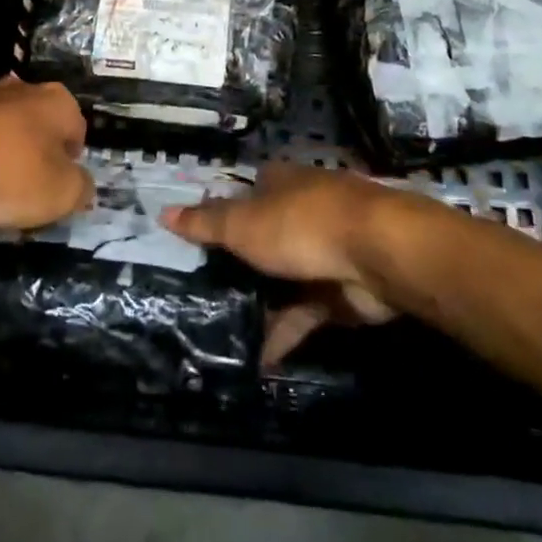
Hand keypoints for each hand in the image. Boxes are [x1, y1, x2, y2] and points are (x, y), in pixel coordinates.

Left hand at [0, 76, 92, 229]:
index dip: (72, 163)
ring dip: (4, 156)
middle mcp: (24, 89)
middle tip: (29, 191)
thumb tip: (83, 186)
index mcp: (59, 101)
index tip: (59, 189)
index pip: (78, 131)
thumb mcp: (62, 194)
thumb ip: (82, 189)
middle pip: (40, 126)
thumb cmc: (10, 174)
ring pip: (5, 131)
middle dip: (38, 154)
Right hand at [164, 163, 401, 363]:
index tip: (197, 239)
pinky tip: (260, 359)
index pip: (245, 192)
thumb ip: (205, 223)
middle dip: (240, 262)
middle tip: (204, 291)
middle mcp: (302, 210)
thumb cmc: (301, 224)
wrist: (378, 254)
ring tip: (224, 330)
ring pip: (283, 277)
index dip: (222, 212)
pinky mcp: (340, 290)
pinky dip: (284, 333)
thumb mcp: (243, 223)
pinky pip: (304, 313)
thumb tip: (163, 212)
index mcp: (280, 182)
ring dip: (261, 302)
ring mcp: (323, 251)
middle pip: (263, 235)